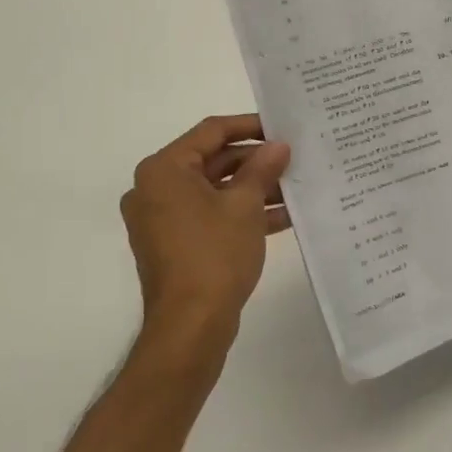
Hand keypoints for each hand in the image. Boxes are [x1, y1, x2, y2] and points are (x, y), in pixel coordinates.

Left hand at [120, 115, 291, 355]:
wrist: (190, 326)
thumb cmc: (214, 254)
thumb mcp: (245, 205)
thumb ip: (262, 169)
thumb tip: (278, 146)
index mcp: (164, 170)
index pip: (211, 132)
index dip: (250, 126)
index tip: (282, 127)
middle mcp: (156, 189)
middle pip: (213, 161)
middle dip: (256, 161)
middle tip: (294, 158)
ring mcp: (163, 219)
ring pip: (215, 190)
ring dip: (254, 189)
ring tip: (295, 186)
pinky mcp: (175, 244)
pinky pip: (211, 216)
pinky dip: (241, 213)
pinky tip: (283, 216)